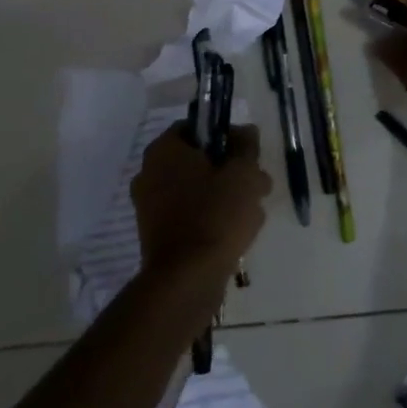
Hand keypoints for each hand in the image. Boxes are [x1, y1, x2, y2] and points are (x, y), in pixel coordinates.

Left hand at [131, 124, 270, 286]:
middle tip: (256, 183)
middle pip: (199, 159)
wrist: (187, 280)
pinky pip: (189, 214)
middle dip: (230, 169)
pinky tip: (236, 231)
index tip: (248, 152)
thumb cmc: (216, 214)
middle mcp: (149, 173)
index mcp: (164, 150)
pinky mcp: (156, 235)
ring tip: (253, 212)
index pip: (198, 127)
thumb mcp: (243, 171)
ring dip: (225, 195)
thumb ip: (246, 145)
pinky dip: (211, 218)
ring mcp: (150, 207)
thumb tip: (244, 132)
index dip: (227, 135)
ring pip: (197, 189)